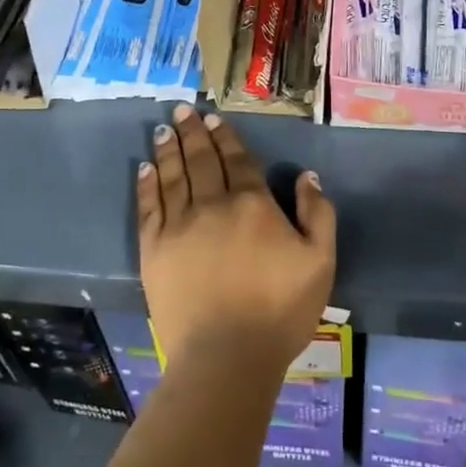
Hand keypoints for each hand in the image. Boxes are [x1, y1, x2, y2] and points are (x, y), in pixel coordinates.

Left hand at [137, 104, 336, 377]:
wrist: (227, 356)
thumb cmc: (280, 310)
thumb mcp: (320, 262)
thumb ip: (318, 213)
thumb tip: (308, 176)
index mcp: (252, 203)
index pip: (236, 159)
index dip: (225, 136)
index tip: (213, 118)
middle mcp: (212, 204)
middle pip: (200, 159)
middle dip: (192, 131)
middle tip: (182, 109)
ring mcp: (179, 225)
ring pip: (172, 175)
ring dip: (168, 148)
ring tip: (162, 128)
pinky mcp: (154, 249)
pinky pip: (149, 206)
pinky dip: (147, 184)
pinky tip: (145, 167)